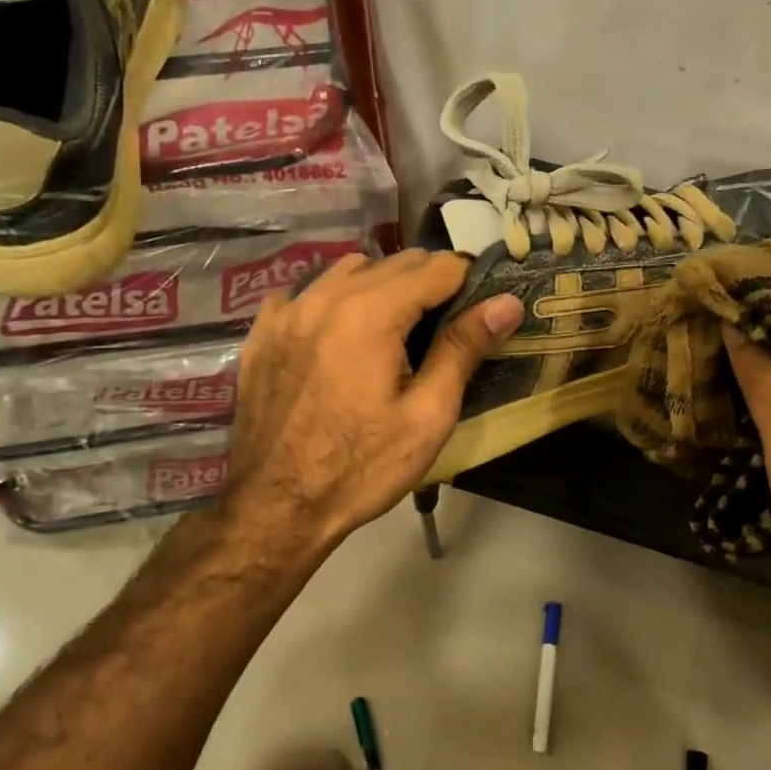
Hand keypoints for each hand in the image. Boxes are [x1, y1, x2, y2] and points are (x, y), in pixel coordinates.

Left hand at [222, 249, 520, 558]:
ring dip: (382, 285)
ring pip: (349, 269)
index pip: (437, 266)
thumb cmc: (362, 468)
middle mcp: (326, 296)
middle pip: (394, 261)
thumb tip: (507, 302)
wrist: (276, 508)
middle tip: (444, 328)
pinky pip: (307, 293)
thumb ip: (464, 349)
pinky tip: (339, 336)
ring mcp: (287, 311)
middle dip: (429, 282)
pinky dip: (333, 301)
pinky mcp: (262, 332)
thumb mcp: (427, 415)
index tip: (479, 312)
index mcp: (371, 313)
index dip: (468, 282)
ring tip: (394, 329)